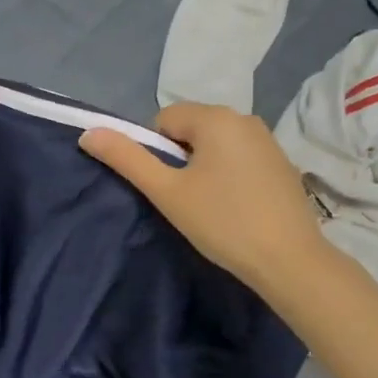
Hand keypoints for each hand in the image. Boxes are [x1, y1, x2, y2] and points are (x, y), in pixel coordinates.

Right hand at [79, 103, 327, 293]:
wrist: (288, 260)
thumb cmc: (222, 222)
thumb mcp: (167, 192)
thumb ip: (127, 158)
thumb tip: (88, 133)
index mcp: (216, 117)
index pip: (165, 119)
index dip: (157, 153)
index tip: (169, 188)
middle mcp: (245, 118)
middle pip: (192, 128)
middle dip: (181, 159)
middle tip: (188, 199)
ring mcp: (268, 140)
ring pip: (217, 144)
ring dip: (205, 167)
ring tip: (212, 206)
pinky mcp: (282, 163)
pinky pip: (241, 157)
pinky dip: (230, 175)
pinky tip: (237, 207)